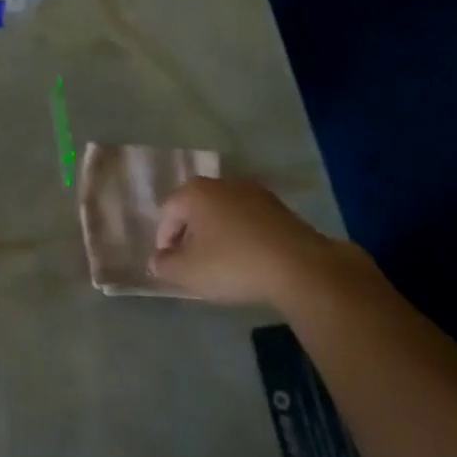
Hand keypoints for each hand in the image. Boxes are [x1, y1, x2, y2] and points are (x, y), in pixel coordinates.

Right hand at [150, 176, 375, 307]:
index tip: (170, 265)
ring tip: (221, 263)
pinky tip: (247, 259)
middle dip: (190, 235)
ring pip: (223, 213)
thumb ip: (164, 266)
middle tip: (192, 263)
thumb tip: (158, 260)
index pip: (167, 212)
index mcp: (195, 192)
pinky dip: (241, 235)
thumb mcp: (188, 273)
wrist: (299, 267)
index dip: (164, 240)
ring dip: (216, 234)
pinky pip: (247, 219)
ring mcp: (254, 192)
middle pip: (195, 209)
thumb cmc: (233, 265)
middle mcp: (222, 183)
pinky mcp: (279, 206)